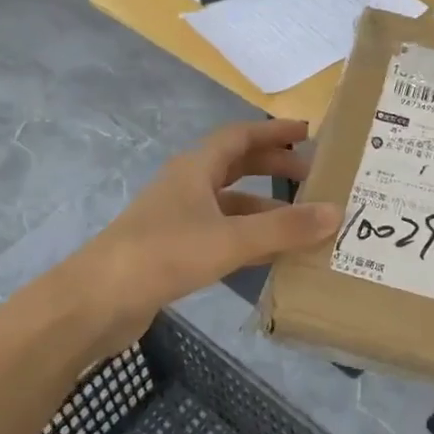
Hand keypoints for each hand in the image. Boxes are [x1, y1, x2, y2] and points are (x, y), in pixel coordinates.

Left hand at [81, 119, 340, 338]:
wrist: (97, 300)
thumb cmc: (164, 253)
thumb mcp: (230, 239)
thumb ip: (284, 228)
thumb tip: (337, 211)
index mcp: (196, 169)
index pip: (240, 136)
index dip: (274, 132)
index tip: (308, 132)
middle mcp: (187, 187)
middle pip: (236, 166)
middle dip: (273, 166)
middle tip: (311, 175)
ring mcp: (178, 220)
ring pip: (230, 204)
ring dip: (264, 207)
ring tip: (302, 220)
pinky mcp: (173, 251)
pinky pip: (221, 235)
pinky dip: (248, 238)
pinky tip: (271, 257)